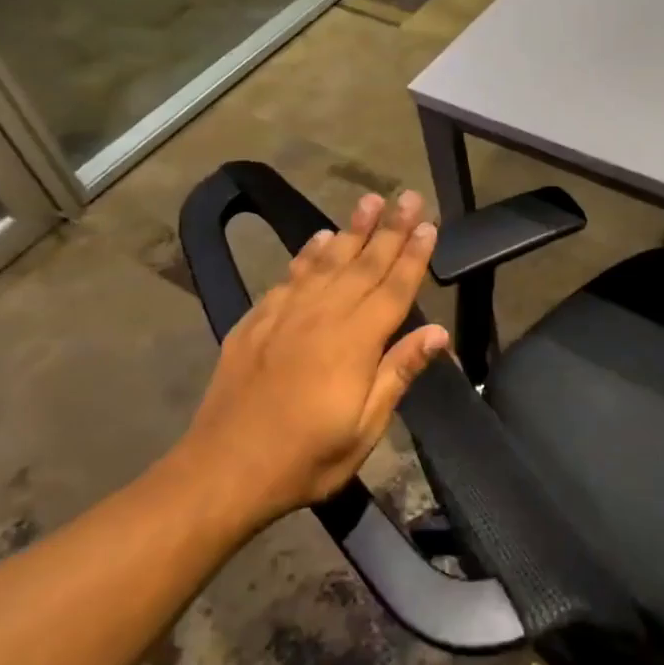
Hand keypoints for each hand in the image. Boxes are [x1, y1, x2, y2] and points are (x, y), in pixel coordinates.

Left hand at [181, 190, 450, 528]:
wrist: (225, 469)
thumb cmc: (306, 458)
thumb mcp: (365, 428)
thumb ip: (398, 373)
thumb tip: (438, 332)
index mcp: (355, 342)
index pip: (394, 288)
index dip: (414, 255)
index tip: (430, 224)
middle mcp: (323, 315)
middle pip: (364, 263)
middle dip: (390, 228)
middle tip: (408, 196)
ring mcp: (286, 314)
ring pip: (327, 261)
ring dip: (351, 229)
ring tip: (369, 200)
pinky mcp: (257, 321)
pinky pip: (290, 276)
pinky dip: (308, 253)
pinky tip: (319, 239)